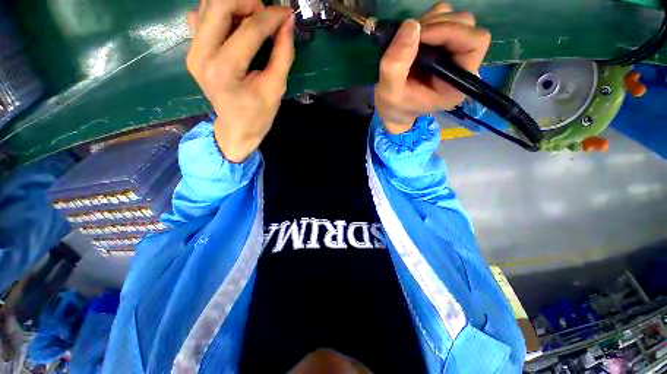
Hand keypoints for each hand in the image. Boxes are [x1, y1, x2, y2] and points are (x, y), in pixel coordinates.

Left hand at [186, 0, 294, 161]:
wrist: (235, 129)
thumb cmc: (258, 115)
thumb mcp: (275, 88)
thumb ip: (283, 54)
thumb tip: (288, 23)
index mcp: (225, 70)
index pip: (250, 29)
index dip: (272, 17)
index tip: (287, 13)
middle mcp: (201, 55)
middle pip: (220, 5)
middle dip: (247, 2)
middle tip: (266, 14)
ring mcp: (192, 51)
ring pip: (208, 6)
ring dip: (234, 5)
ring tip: (253, 20)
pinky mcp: (192, 51)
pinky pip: (201, 17)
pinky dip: (220, 14)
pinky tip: (235, 28)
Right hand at [374, 3, 490, 133]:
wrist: (393, 109)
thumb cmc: (395, 106)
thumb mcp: (390, 93)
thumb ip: (396, 65)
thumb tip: (411, 24)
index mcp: (458, 83)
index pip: (474, 43)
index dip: (450, 31)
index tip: (420, 36)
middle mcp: (462, 64)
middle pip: (466, 25)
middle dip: (436, 25)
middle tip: (409, 39)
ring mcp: (453, 51)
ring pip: (454, 18)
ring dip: (430, 22)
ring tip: (407, 42)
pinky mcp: (442, 43)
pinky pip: (442, 17)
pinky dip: (426, 21)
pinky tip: (412, 39)